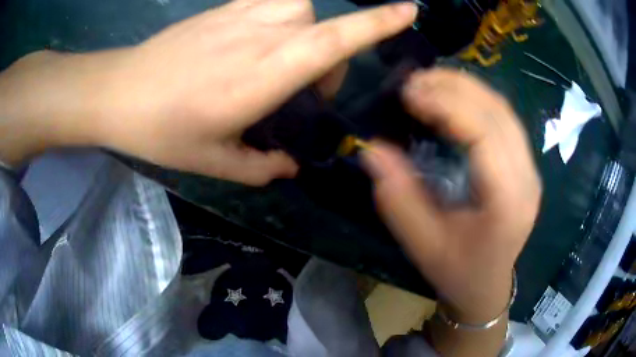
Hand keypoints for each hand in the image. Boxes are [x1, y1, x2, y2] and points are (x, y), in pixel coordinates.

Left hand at [0, 0, 415, 184]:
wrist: (118, 92)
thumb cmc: (161, 131)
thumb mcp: (213, 162)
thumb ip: (260, 168)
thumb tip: (289, 167)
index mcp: (260, 78)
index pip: (334, 40)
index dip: (378, 22)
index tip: (410, 10)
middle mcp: (259, 37)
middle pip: (324, 28)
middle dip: (328, 60)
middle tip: (297, 92)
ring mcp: (239, 15)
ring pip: (302, 8)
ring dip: (308, 33)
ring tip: (280, 59)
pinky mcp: (223, 8)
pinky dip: (284, 15)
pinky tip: (259, 38)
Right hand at [363, 69, 541, 323]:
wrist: (487, 286)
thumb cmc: (458, 271)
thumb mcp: (423, 244)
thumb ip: (398, 198)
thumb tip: (372, 149)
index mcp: (507, 201)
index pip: (485, 134)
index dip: (447, 106)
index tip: (409, 94)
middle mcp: (527, 177)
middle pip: (498, 113)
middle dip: (455, 87)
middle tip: (414, 81)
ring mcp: (530, 168)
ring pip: (504, 110)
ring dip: (466, 88)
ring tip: (429, 81)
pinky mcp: (525, 164)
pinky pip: (504, 118)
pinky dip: (477, 99)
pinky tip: (452, 96)